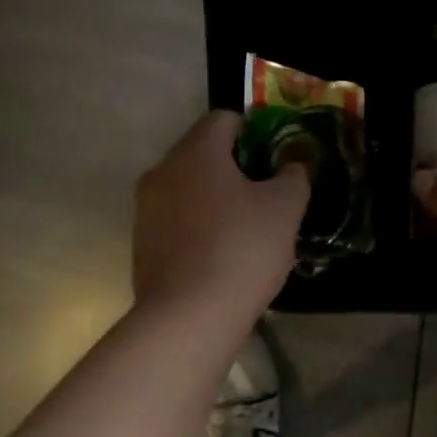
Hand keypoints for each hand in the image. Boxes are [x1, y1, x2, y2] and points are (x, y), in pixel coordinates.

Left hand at [134, 111, 308, 321]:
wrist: (188, 317)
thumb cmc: (242, 249)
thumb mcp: (285, 208)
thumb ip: (294, 175)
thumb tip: (292, 165)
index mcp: (196, 151)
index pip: (225, 118)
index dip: (255, 132)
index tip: (275, 160)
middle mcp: (163, 170)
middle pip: (203, 152)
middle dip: (236, 167)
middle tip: (267, 195)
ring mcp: (146, 208)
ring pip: (188, 187)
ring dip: (216, 197)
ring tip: (246, 228)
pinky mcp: (141, 242)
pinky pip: (176, 218)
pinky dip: (198, 225)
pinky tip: (221, 255)